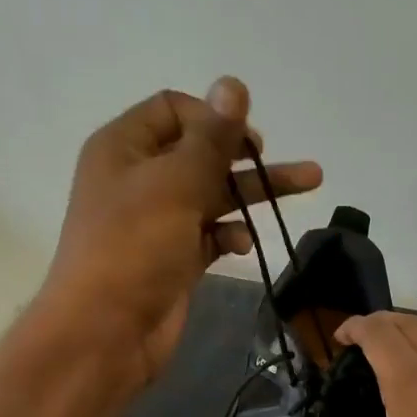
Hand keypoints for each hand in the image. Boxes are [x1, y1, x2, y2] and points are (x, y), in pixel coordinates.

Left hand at [34, 78, 320, 390]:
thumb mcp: (175, 184)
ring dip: (254, 192)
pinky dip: (230, 234)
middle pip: (202, 152)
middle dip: (247, 155)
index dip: (214, 118)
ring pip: (214, 194)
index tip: (248, 141)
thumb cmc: (134, 247)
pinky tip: (244, 243)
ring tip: (310, 184)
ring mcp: (158, 221)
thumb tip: (233, 84)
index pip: (175, 110)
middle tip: (287, 159)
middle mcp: (140, 178)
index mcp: (125, 147)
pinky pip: (210, 233)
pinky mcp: (174, 257)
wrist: (105, 333)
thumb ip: (211, 138)